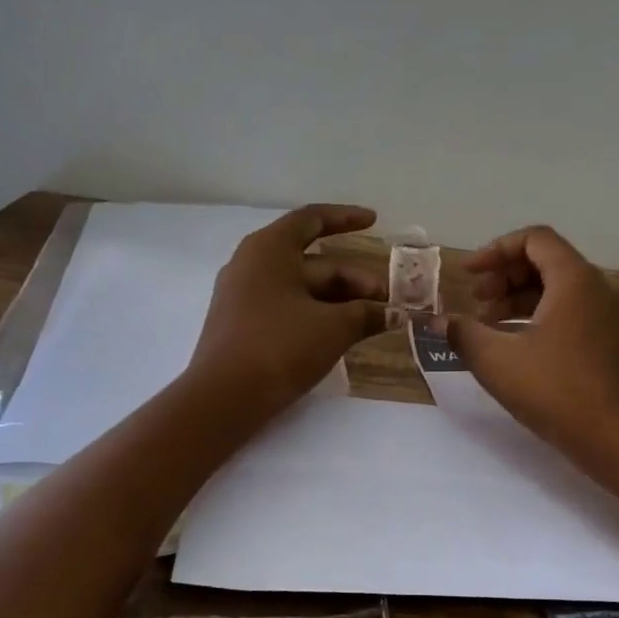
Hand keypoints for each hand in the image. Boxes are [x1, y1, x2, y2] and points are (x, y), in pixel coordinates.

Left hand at [187, 204, 388, 421]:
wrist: (223, 399)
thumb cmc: (279, 347)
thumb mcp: (333, 328)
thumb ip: (367, 315)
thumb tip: (395, 314)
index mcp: (269, 249)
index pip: (312, 219)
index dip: (345, 218)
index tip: (374, 221)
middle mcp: (253, 264)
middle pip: (313, 262)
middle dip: (354, 279)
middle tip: (388, 301)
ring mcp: (244, 296)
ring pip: (302, 289)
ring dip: (339, 300)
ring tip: (372, 320)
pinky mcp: (242, 325)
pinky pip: (287, 308)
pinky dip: (317, 314)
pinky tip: (341, 333)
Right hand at [443, 226, 618, 498]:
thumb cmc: (557, 392)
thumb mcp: (497, 361)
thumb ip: (463, 333)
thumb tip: (437, 321)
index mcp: (573, 280)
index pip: (534, 239)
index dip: (495, 250)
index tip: (468, 274)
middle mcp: (595, 290)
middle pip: (545, 261)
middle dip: (504, 275)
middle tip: (475, 301)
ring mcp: (606, 317)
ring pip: (557, 289)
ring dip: (518, 298)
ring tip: (488, 325)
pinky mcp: (609, 343)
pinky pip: (569, 312)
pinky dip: (538, 316)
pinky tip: (515, 346)